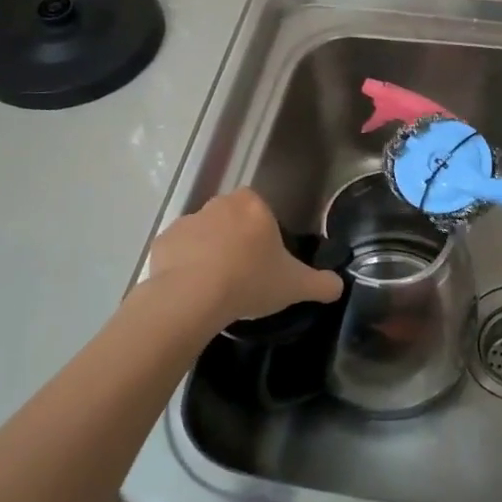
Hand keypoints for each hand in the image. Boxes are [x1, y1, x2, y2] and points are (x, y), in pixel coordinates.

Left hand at [146, 189, 341, 326]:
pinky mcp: (162, 242)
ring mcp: (187, 221)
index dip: (265, 236)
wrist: (192, 297)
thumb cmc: (250, 281)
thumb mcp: (295, 286)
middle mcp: (219, 204)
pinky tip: (193, 291)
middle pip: (232, 219)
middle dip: (237, 241)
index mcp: (253, 206)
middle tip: (244, 275)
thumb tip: (338, 286)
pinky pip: (178, 252)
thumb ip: (321, 284)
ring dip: (209, 253)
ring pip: (204, 235)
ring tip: (217, 288)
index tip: (266, 262)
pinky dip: (184, 266)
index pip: (262, 212)